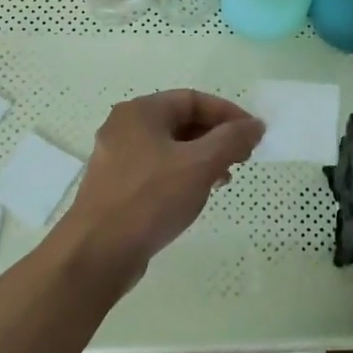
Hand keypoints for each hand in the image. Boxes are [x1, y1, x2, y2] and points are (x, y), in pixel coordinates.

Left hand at [51, 89, 264, 282]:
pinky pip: (158, 169)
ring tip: (224, 178)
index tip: (253, 134)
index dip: (228, 113)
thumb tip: (255, 125)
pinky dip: (183, 175)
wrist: (97, 254)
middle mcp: (125, 127)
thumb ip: (231, 140)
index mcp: (140, 111)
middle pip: (181, 121)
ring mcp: (117, 158)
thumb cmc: (150, 199)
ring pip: (170, 147)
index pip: (193, 99)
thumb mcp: (200, 165)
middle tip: (243, 158)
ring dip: (202, 158)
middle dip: (216, 137)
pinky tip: (197, 195)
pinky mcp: (116, 187)